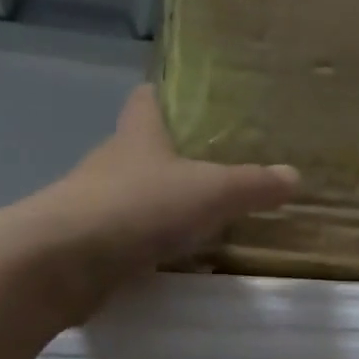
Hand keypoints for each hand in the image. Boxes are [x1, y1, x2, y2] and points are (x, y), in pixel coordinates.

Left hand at [23, 85, 298, 319]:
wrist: (65, 261)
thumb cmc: (139, 206)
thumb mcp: (211, 192)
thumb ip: (252, 185)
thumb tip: (293, 176)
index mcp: (138, 134)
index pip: (147, 98)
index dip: (168, 96)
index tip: (194, 105)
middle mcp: (112, 162)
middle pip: (143, 150)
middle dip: (175, 160)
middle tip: (219, 172)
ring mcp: (94, 204)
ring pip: (135, 197)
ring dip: (162, 207)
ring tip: (205, 222)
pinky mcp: (87, 245)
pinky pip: (127, 239)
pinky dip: (149, 247)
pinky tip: (176, 262)